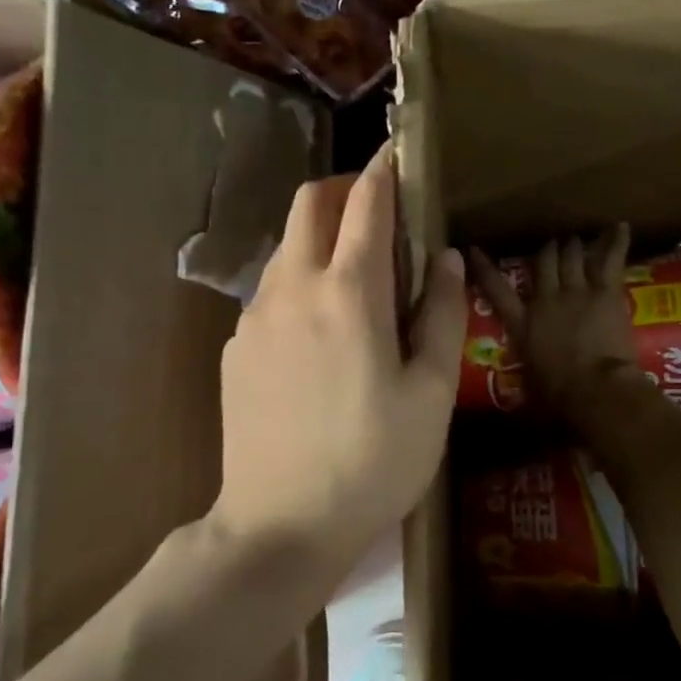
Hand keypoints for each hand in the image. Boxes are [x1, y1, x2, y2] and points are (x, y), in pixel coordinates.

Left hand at [214, 146, 467, 567]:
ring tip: (356, 283)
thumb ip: (440, 314)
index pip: (366, 203)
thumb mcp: (430, 393)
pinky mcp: (235, 348)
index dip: (386, 170)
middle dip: (344, 190)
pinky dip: (299, 284)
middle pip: (309, 205)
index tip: (400, 154)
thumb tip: (445, 258)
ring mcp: (254, 317)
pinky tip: (320, 336)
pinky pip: (270, 293)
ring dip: (320, 240)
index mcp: (348, 292)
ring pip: (286, 248)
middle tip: (379, 214)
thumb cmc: (374, 461)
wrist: (280, 526)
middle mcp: (293, 288)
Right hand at [469, 226, 639, 419]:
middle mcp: (546, 299)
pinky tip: (621, 226)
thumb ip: (525, 384)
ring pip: (571, 255)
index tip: (472, 251)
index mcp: (523, 323)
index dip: (484, 269)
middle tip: (552, 246)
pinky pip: (610, 259)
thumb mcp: (531, 388)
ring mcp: (576, 291)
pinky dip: (616, 241)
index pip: (496, 290)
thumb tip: (520, 418)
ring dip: (574, 245)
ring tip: (576, 239)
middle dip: (547, 251)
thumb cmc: (560, 397)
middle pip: (543, 262)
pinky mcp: (605, 291)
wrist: (595, 389)